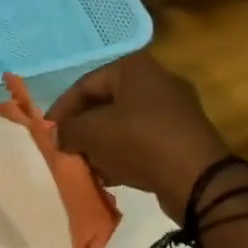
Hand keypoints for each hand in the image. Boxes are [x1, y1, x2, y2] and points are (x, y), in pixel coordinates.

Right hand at [50, 52, 233, 220]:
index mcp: (134, 68)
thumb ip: (68, 130)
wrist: (199, 179)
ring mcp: (174, 109)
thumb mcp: (92, 133)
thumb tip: (59, 136)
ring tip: (88, 166)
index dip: (62, 109)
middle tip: (68, 149)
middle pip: (106, 103)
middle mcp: (156, 80)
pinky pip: (144, 140)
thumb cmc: (140, 142)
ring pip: (124, 123)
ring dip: (103, 144)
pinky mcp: (184, 137)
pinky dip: (125, 154)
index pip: (85, 84)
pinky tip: (112, 175)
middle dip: (83, 128)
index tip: (48, 133)